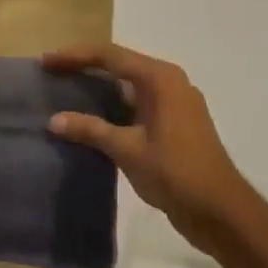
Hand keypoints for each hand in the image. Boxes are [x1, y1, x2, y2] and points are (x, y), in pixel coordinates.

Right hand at [44, 42, 256, 251]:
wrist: (221, 211)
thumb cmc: (175, 173)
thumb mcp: (127, 150)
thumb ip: (91, 130)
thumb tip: (54, 120)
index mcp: (160, 78)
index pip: (110, 55)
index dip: (75, 56)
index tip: (46, 61)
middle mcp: (169, 81)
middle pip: (120, 64)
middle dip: (85, 67)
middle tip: (53, 73)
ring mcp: (176, 101)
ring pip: (129, 84)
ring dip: (100, 86)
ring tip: (67, 90)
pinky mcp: (176, 121)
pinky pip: (138, 102)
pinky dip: (114, 104)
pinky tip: (94, 117)